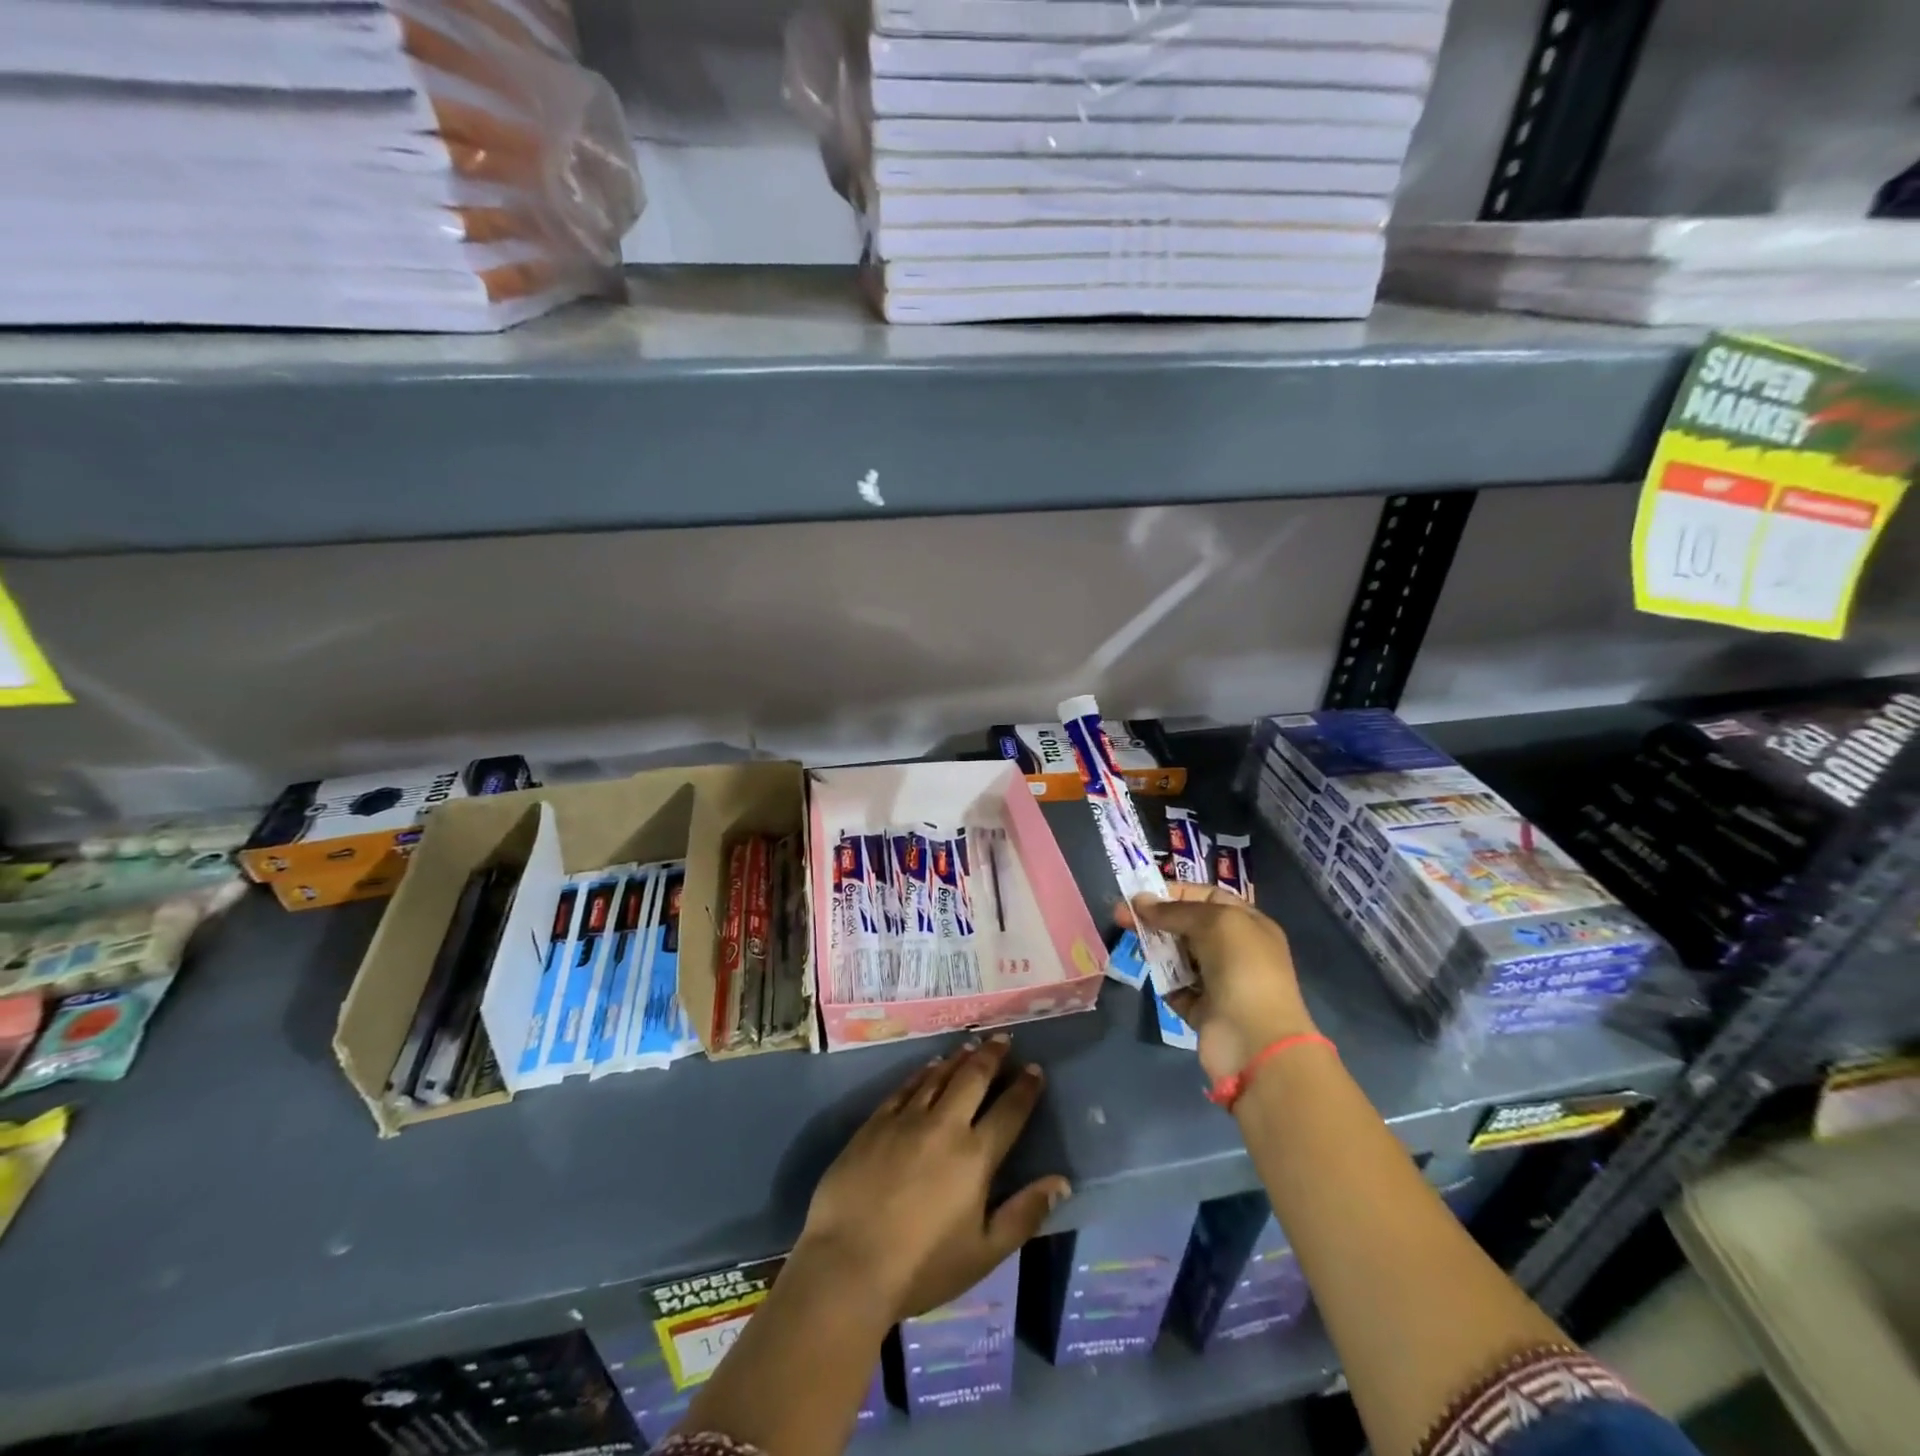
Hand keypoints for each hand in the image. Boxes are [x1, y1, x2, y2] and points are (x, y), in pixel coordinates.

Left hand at [795, 1035, 1069, 1323]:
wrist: (848, 1265)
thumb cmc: (922, 1268)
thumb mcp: (984, 1253)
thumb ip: (1024, 1214)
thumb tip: (1061, 1182)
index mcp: (975, 1157)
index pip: (1009, 1112)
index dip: (1025, 1089)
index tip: (1035, 1070)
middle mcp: (944, 1126)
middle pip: (973, 1079)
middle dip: (992, 1056)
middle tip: (1003, 1038)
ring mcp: (906, 1119)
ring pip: (939, 1076)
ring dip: (959, 1058)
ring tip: (972, 1045)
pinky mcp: (875, 1123)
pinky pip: (905, 1087)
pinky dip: (922, 1072)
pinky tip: (930, 1066)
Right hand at [1120, 884, 1316, 1083]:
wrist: (1256, 1040)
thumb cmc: (1243, 968)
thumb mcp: (1214, 922)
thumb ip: (1174, 910)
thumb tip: (1139, 901)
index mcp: (1248, 924)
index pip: (1207, 897)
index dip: (1175, 893)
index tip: (1142, 895)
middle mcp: (1236, 951)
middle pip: (1189, 927)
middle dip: (1158, 919)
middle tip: (1121, 916)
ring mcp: (1220, 983)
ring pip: (1180, 957)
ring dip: (1157, 949)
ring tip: (1135, 944)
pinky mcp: (1203, 1011)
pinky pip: (1176, 989)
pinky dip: (1164, 982)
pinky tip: (1152, 974)